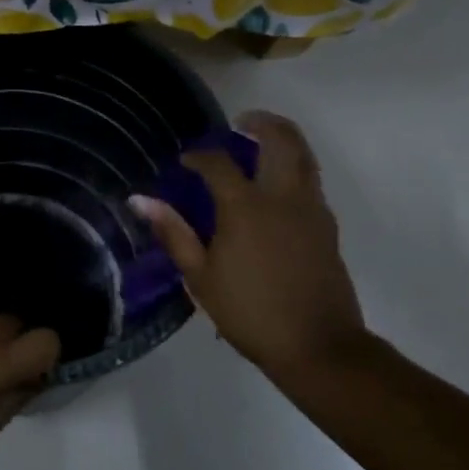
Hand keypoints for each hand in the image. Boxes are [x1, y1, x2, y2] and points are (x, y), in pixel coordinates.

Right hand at [131, 111, 368, 386]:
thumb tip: (140, 200)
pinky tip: (277, 185)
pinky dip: (295, 166)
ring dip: (284, 139)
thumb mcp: (201, 276)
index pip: (219, 163)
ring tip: (262, 142)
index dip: (199, 156)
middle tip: (241, 122)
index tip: (186, 162)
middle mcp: (282, 197)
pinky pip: (312, 181)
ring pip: (304, 156)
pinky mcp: (328, 226)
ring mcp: (311, 210)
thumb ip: (173, 232)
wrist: (318, 347)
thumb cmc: (250, 312)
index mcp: (245, 207)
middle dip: (261, 123)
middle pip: (280, 140)